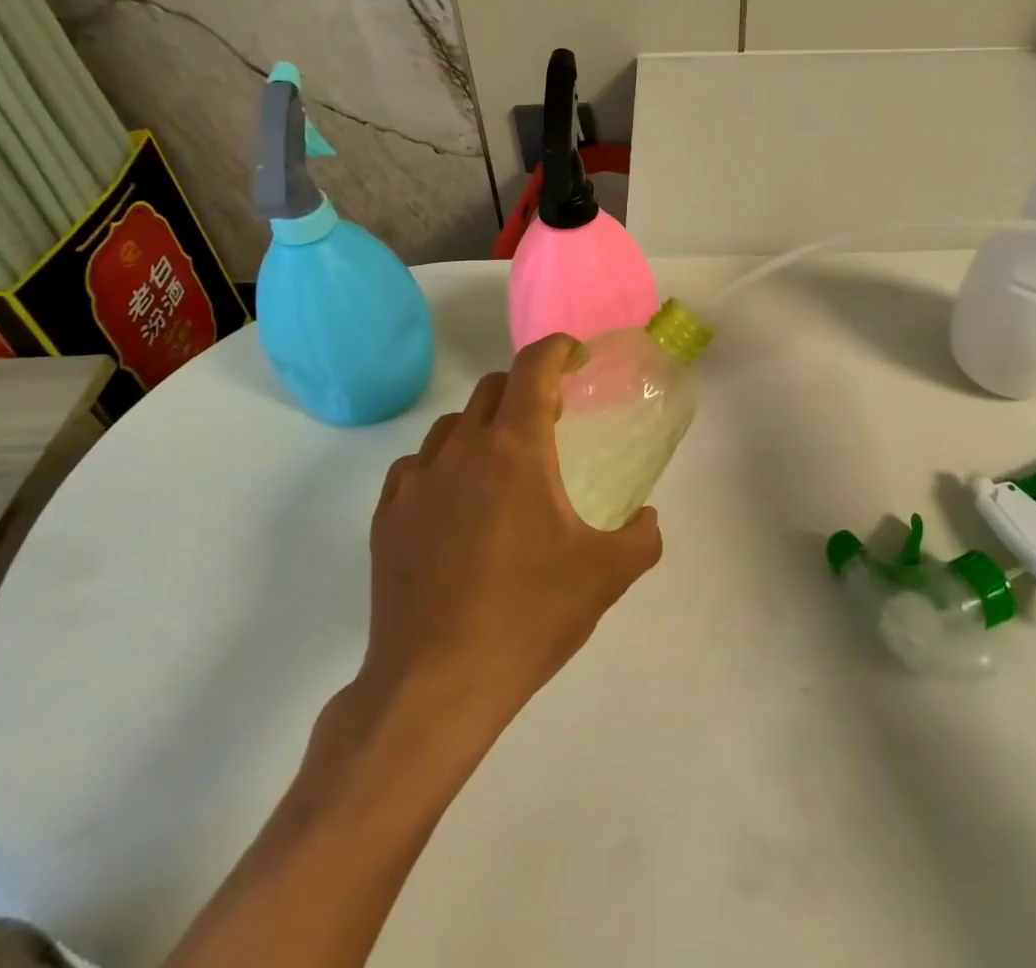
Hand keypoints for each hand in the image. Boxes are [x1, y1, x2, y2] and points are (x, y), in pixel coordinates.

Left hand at [352, 335, 662, 733]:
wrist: (436, 684)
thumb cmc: (528, 615)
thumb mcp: (605, 576)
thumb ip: (641, 537)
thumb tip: (648, 519)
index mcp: (515, 448)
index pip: (534, 368)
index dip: (557, 349)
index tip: (576, 355)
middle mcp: (461, 450)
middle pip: (492, 388)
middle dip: (525, 387)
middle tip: (551, 418)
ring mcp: (417, 482)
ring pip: (452, 426)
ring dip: (483, 427)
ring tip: (503, 464)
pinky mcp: (387, 518)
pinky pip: (418, 468)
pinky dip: (444, 467)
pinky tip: (455, 505)